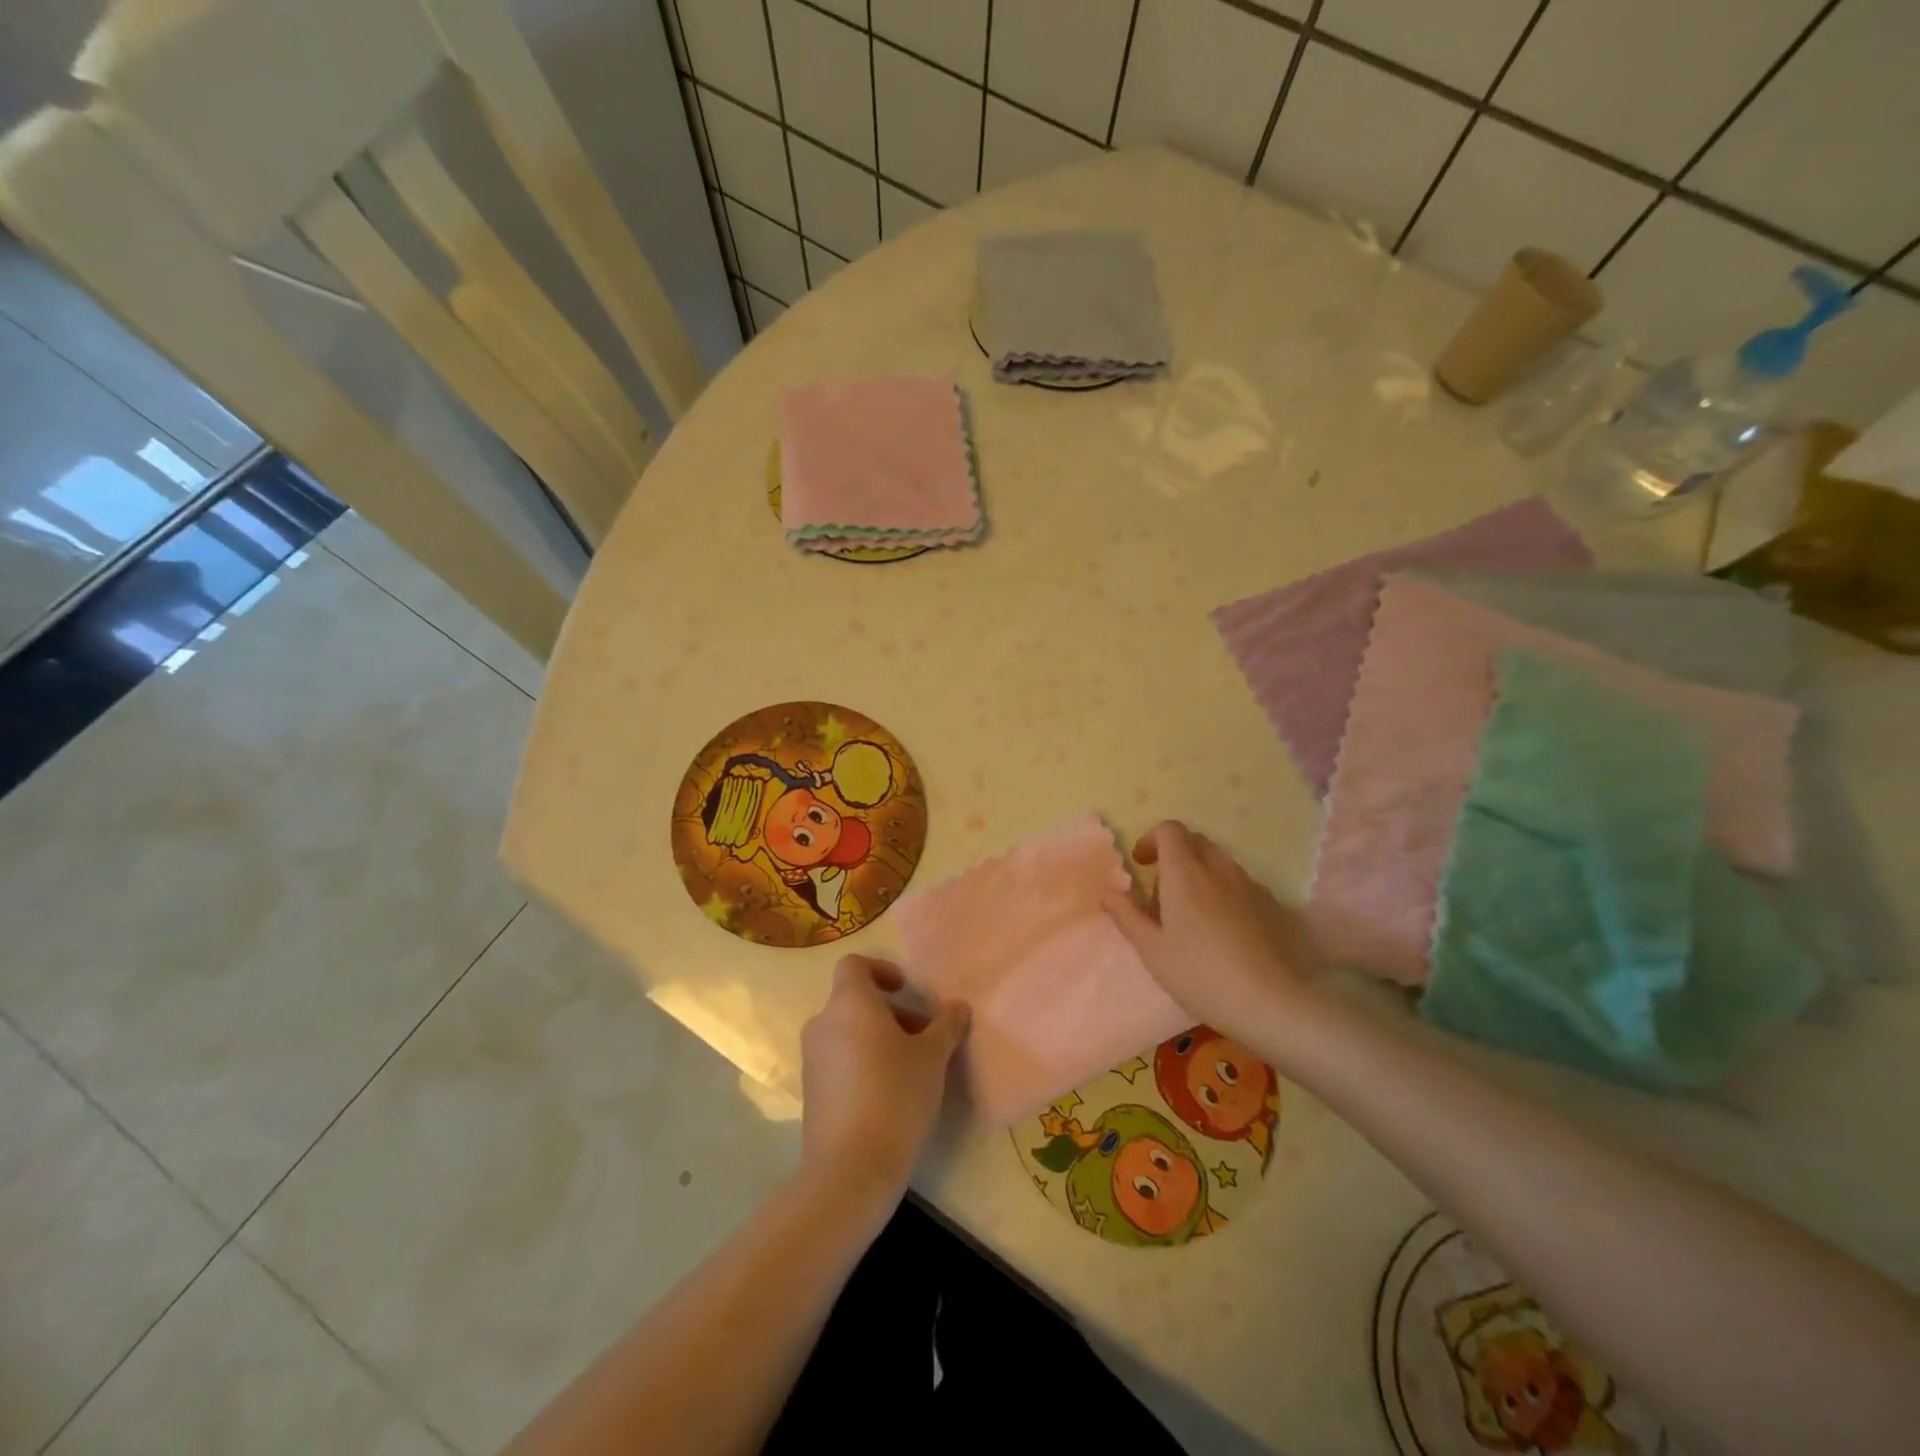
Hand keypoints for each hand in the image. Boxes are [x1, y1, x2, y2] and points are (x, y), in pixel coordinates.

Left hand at [799, 956, 969, 1204]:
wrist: (851, 1168)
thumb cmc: (895, 1095)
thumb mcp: (933, 1057)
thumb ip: (946, 1025)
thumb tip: (958, 1007)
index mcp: (849, 1003)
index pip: (854, 965)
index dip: (881, 970)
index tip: (906, 990)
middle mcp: (823, 1023)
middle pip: (855, 1001)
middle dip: (892, 1012)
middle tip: (924, 1037)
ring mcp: (812, 1059)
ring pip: (848, 1033)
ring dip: (879, 1039)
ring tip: (913, 1069)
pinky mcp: (811, 1092)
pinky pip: (839, 1061)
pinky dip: (863, 1063)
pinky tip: (890, 1095)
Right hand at [1102, 821, 1321, 1048]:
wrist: (1272, 1003)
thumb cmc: (1201, 975)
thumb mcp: (1152, 951)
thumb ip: (1127, 917)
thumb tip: (1109, 894)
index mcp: (1185, 873)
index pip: (1169, 830)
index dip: (1152, 839)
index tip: (1142, 864)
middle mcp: (1219, 868)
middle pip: (1195, 841)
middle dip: (1175, 855)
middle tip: (1163, 892)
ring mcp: (1251, 885)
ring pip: (1219, 863)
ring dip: (1200, 874)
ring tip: (1192, 915)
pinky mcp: (1273, 905)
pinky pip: (1241, 885)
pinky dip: (1225, 893)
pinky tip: (1225, 932)